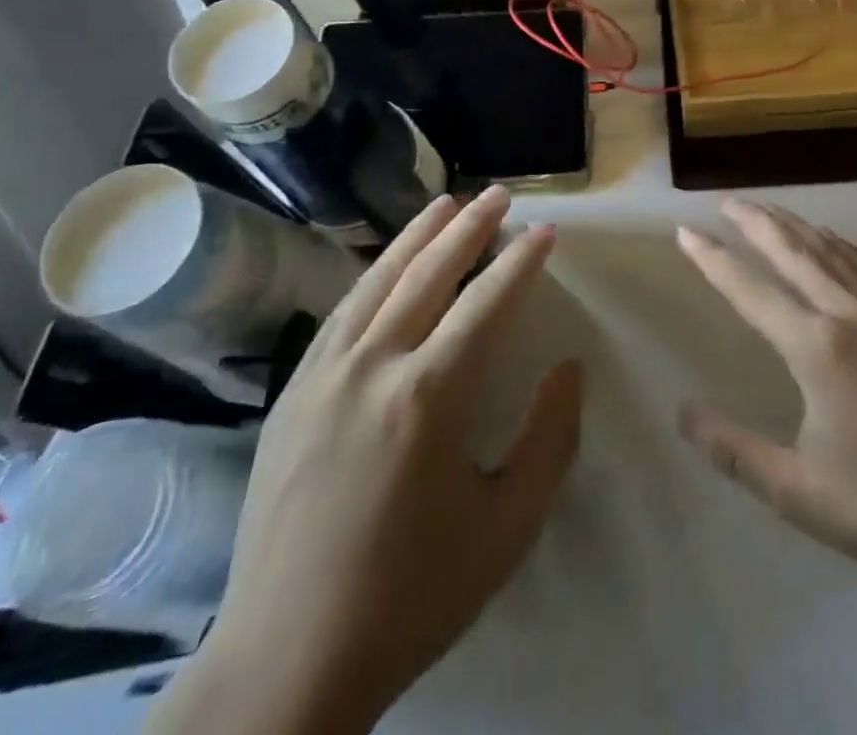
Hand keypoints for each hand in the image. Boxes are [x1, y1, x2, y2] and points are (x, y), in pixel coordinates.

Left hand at [148, 186, 582, 734]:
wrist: (287, 660)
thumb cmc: (411, 594)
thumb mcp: (506, 528)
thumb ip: (548, 440)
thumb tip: (569, 368)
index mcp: (428, 397)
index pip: (486, 303)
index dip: (521, 262)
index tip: (545, 231)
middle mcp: (372, 367)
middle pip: (428, 273)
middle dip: (469, 228)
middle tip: (498, 194)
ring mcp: (323, 375)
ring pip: (378, 281)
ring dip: (417, 236)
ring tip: (446, 203)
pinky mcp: (292, 392)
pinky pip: (341, 312)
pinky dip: (373, 274)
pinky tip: (387, 264)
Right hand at [677, 200, 856, 595]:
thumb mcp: (797, 491)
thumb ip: (734, 449)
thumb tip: (683, 411)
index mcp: (818, 349)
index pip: (752, 290)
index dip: (714, 259)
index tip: (686, 231)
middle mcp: (849, 315)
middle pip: (793, 251)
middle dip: (756, 222)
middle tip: (725, 202)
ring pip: (830, 251)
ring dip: (794, 225)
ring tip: (766, 210)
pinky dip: (835, 243)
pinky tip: (828, 241)